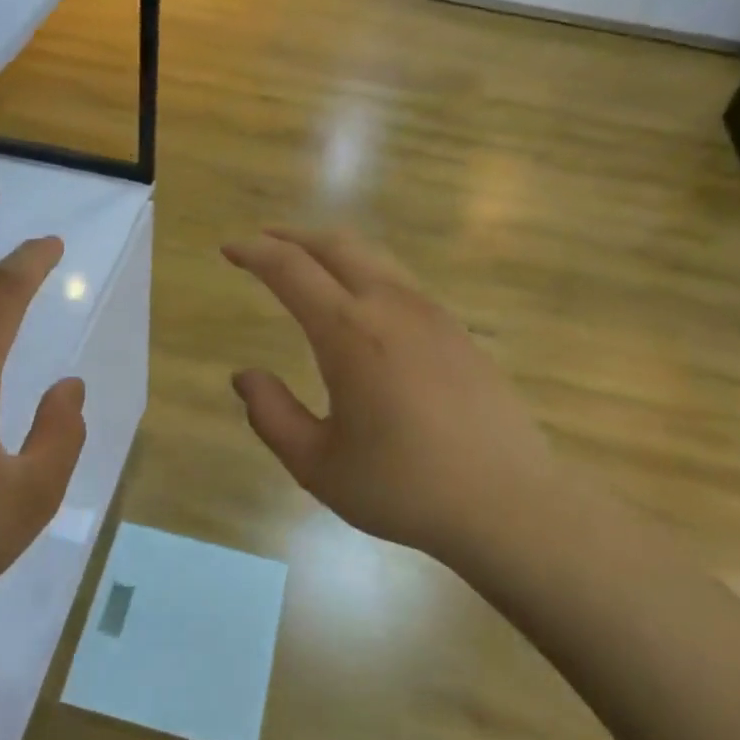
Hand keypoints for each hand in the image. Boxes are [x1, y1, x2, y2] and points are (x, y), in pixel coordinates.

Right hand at [223, 228, 566, 566]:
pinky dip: (366, 273)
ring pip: (374, 257)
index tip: (229, 249)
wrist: (509, 503)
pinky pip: (401, 282)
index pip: (290, 269)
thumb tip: (244, 376)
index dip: (254, 252)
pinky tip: (361, 304)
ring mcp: (432, 314)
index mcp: (349, 332)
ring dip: (332, 251)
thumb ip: (272, 415)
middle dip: (293, 236)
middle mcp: (391, 306)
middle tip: (263, 241)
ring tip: (308, 265)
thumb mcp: (318, 465)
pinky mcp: (458, 330)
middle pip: (336, 244)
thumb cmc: (404, 488)